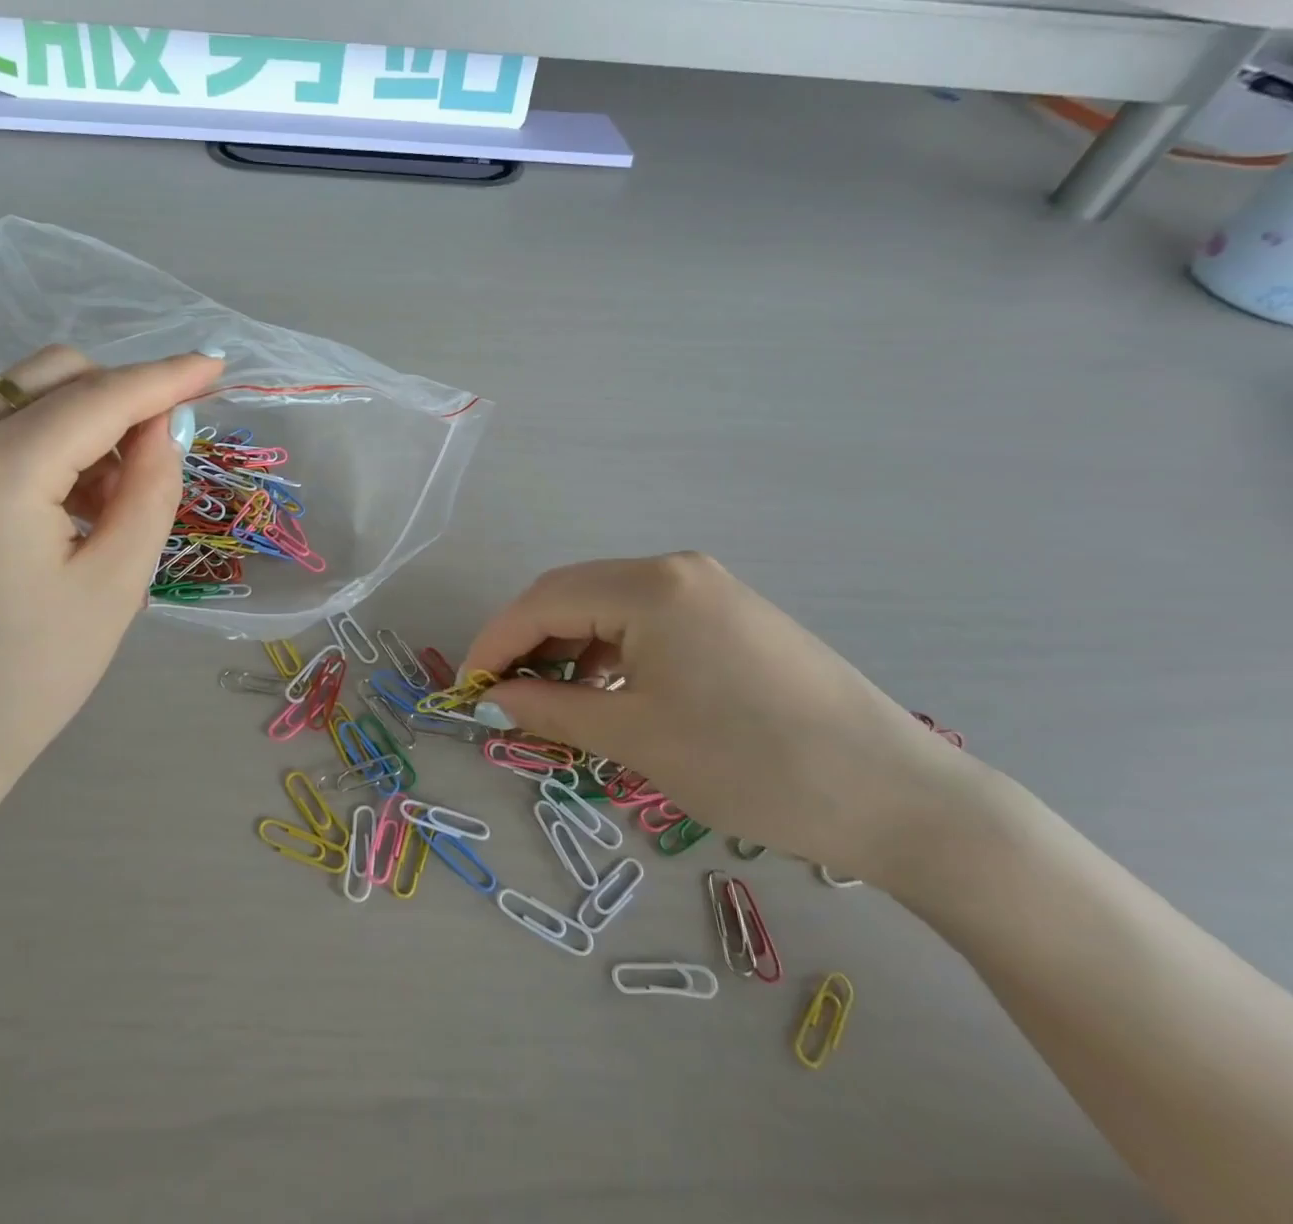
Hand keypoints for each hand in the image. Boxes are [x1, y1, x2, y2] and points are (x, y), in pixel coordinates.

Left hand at [0, 344, 221, 852]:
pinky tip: (73, 505)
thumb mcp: (115, 582)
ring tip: (117, 498)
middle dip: (121, 393)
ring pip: (25, 398)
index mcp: (1, 469)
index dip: (166, 377)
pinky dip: (50, 444)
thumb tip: (164, 426)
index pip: (102, 396)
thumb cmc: (28, 677)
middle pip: (55, 375)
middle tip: (164, 451)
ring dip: (86, 421)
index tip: (217, 365)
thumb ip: (150, 488)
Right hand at [461, 554, 983, 885]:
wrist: (901, 798)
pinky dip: (610, 652)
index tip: (466, 688)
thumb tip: (495, 697)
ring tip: (552, 701)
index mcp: (650, 585)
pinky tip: (609, 691)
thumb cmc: (754, 765)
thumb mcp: (637, 739)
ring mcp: (709, 588)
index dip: (494, 643)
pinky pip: (646, 621)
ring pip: (606, 606)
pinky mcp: (731, 615)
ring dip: (568, 647)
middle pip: (571, 594)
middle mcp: (676, 569)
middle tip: (502, 696)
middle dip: (527, 643)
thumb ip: (552, 710)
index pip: (542, 600)